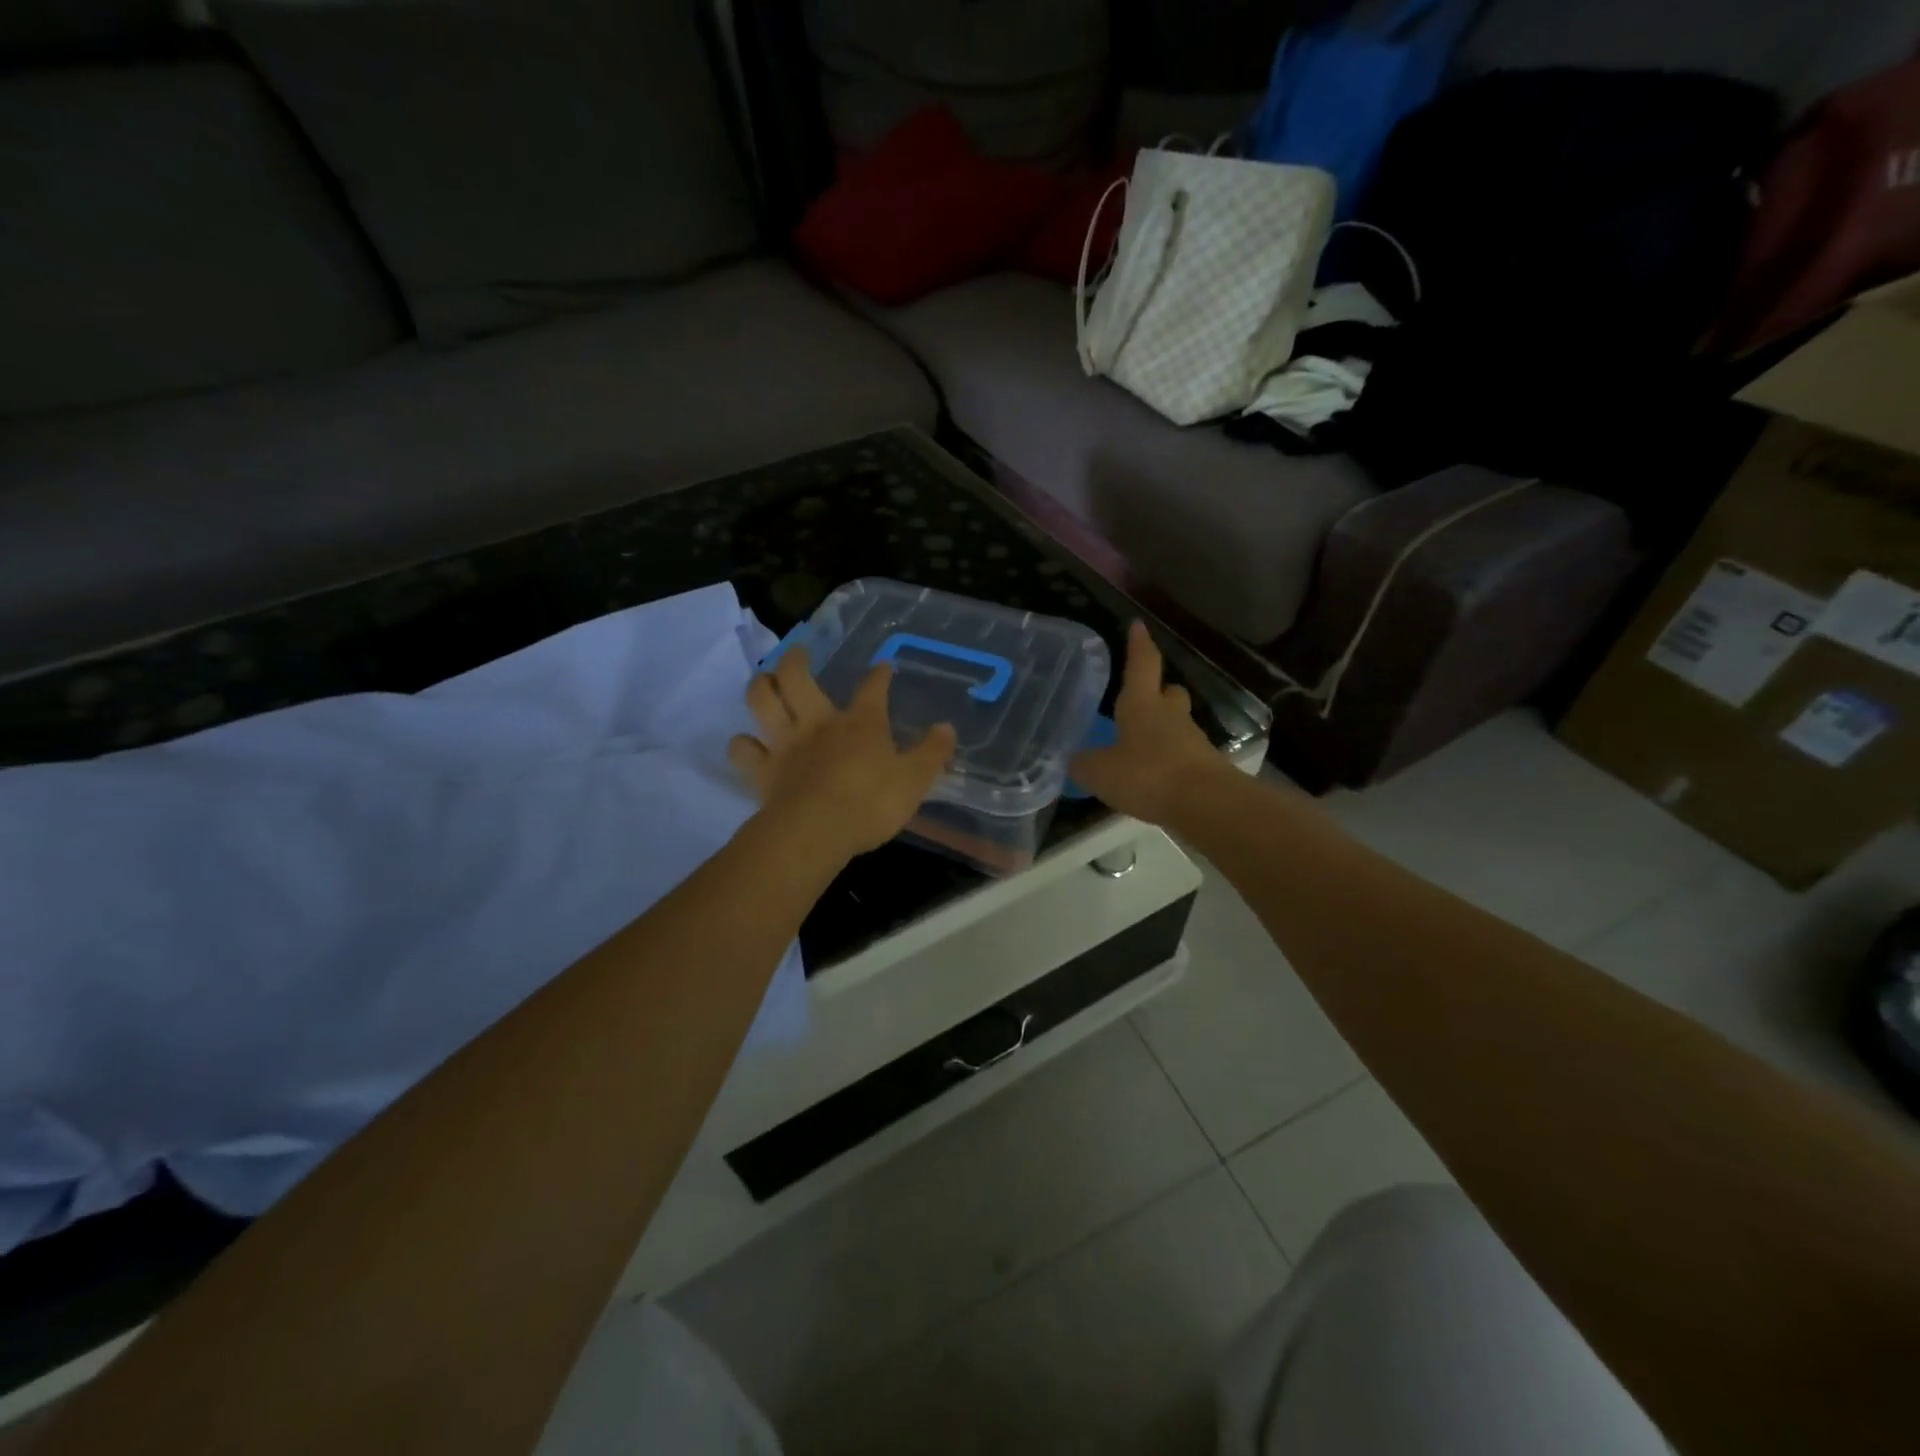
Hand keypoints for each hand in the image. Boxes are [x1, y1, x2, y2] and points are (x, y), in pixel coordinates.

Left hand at [729, 648, 957, 859]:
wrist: (817, 830)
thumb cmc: (872, 802)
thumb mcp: (915, 780)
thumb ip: (932, 753)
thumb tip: (947, 728)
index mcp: (861, 723)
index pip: (872, 688)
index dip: (878, 675)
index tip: (882, 666)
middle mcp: (819, 723)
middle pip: (797, 678)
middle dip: (796, 659)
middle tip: (797, 652)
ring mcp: (786, 744)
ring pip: (761, 701)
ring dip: (760, 686)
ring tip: (764, 681)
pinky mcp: (763, 771)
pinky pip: (743, 750)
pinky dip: (742, 745)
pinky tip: (746, 745)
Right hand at [1069, 622, 1229, 824]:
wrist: (1206, 804)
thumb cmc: (1148, 775)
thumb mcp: (1099, 772)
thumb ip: (1082, 764)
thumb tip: (1074, 760)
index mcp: (1142, 704)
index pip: (1142, 664)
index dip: (1139, 644)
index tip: (1138, 625)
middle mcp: (1170, 715)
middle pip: (1168, 693)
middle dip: (1158, 692)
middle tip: (1143, 699)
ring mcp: (1192, 740)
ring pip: (1177, 724)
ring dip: (1162, 729)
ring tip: (1139, 748)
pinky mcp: (1204, 767)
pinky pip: (1182, 754)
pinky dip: (1168, 760)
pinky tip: (1153, 778)